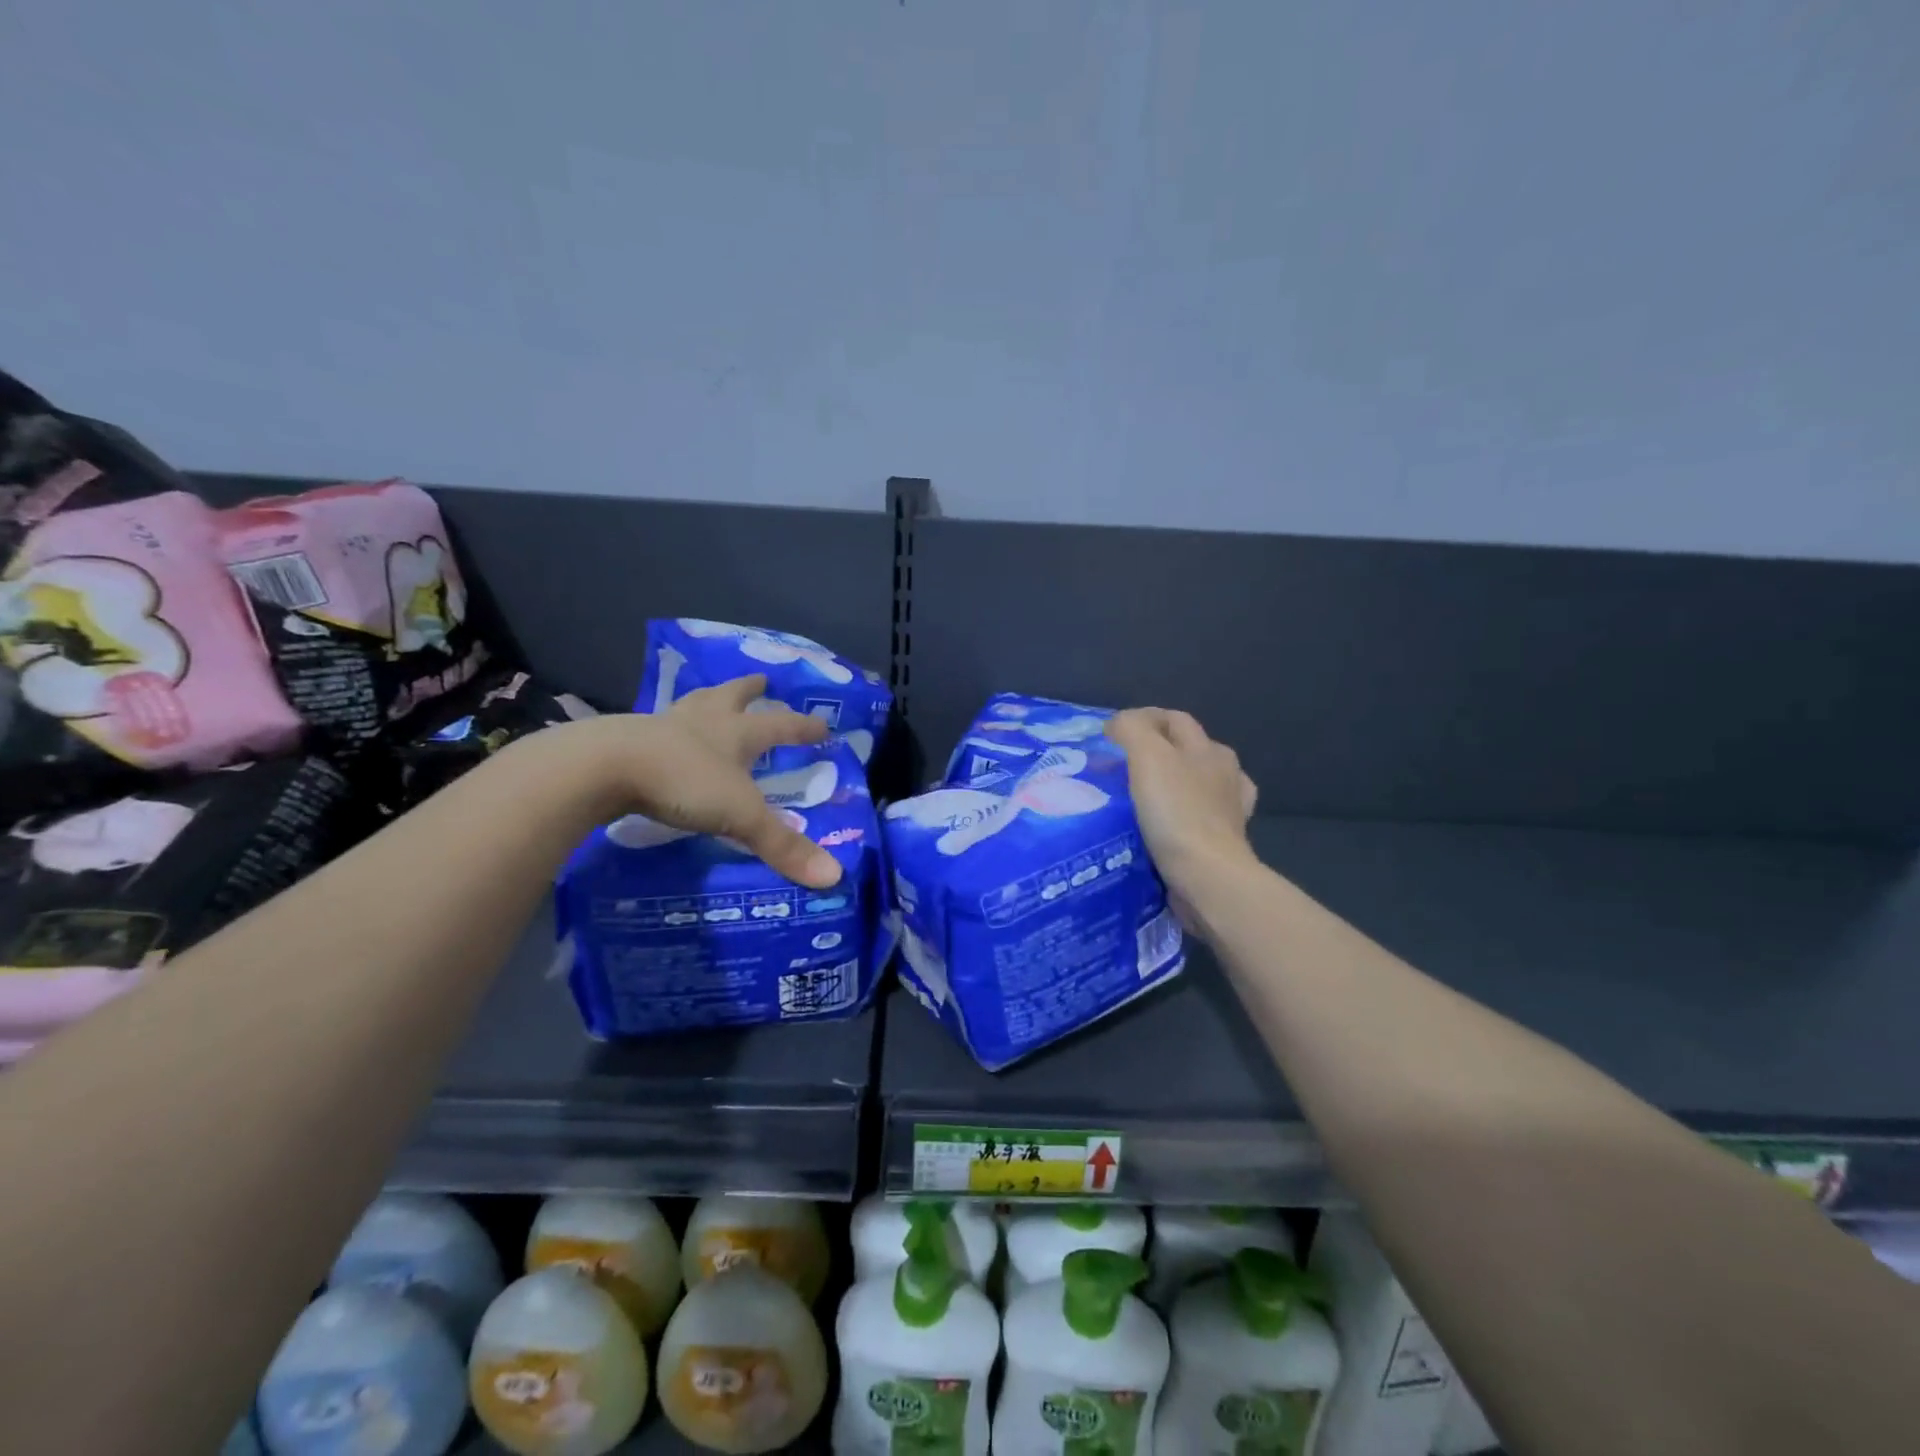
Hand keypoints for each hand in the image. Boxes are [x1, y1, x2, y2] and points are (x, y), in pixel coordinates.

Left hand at [566, 675, 842, 887]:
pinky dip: (667, 727)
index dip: (803, 727)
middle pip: (731, 697)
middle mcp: (703, 721)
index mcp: (735, 732)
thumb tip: (835, 877)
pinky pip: (655, 727)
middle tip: (762, 680)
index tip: (823, 725)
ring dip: (707, 700)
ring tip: (711, 697)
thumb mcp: (740, 815)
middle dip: (749, 690)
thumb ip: (783, 845)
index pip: (780, 725)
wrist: (603, 767)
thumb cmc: (683, 781)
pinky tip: (662, 735)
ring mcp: (662, 726)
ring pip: (692, 705)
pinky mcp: (627, 740)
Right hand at [1107, 707, 1257, 896]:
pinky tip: (1166, 824)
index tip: (1109, 735)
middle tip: (1119, 766)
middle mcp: (1224, 773)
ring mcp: (1229, 810)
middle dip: (1156, 750)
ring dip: (1171, 784)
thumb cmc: (1175, 811)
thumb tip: (1119, 724)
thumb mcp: (1147, 755)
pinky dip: (1181, 816)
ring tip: (1139, 795)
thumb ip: (1131, 729)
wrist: (1206, 875)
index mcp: (1209, 749)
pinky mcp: (1223, 843)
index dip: (1141, 719)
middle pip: (1186, 749)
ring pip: (1195, 784)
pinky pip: (1198, 820)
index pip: (1173, 719)